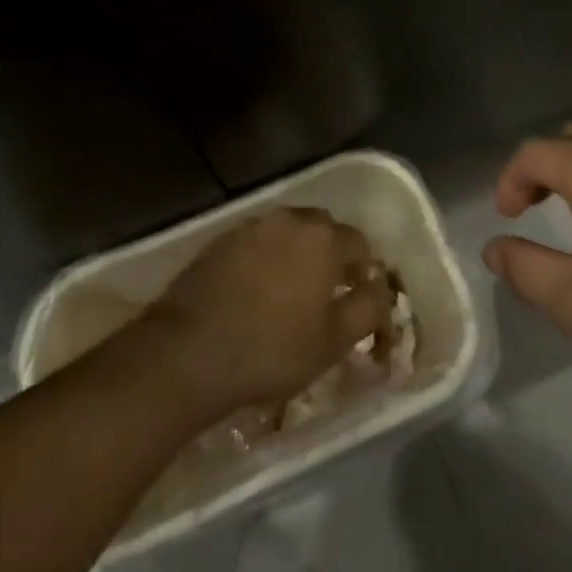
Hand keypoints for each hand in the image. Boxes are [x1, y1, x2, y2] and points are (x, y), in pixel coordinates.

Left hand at [145, 208, 391, 414]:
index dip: (364, 272)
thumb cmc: (272, 350)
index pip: (360, 243)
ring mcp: (252, 226)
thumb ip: (368, 309)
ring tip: (289, 294)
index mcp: (324, 238)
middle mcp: (290, 219)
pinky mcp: (221, 240)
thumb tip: (381, 289)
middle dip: (330, 256)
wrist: (191, 351)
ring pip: (288, 233)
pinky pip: (257, 243)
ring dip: (296, 255)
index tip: (358, 300)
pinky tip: (255, 292)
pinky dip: (264, 260)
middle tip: (326, 295)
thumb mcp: (333, 342)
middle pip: (323, 230)